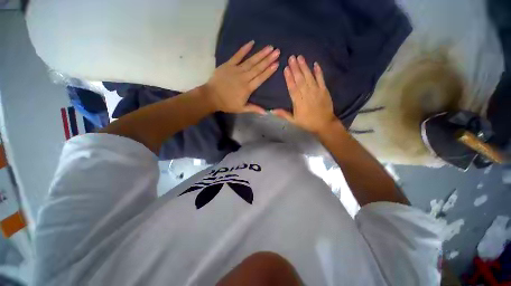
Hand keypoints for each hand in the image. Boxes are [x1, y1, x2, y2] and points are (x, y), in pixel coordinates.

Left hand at [205, 40, 279, 113]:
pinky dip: (244, 49)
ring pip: (250, 61)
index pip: (261, 78)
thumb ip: (254, 109)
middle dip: (268, 59)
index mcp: (247, 88)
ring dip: (260, 54)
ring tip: (269, 47)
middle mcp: (244, 77)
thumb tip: (266, 112)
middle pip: (258, 68)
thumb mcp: (241, 108)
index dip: (269, 71)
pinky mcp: (228, 64)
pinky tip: (251, 43)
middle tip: (277, 51)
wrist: (211, 97)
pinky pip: (237, 55)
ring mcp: (236, 70)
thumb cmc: (227, 104)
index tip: (277, 64)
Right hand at [272, 55, 338, 134]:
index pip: (292, 88)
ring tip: (300, 57)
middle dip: (295, 68)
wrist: (324, 124)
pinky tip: (315, 64)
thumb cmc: (307, 122)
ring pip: (309, 77)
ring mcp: (316, 91)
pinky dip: (318, 71)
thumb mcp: (293, 120)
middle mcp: (306, 94)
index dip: (288, 78)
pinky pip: (321, 79)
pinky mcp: (324, 90)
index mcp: (298, 102)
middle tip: (291, 57)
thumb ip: (283, 114)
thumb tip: (271, 111)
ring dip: (304, 67)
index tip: (285, 68)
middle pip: (300, 80)